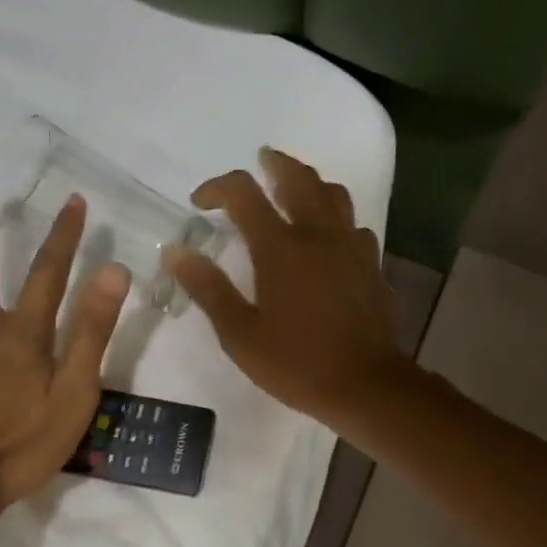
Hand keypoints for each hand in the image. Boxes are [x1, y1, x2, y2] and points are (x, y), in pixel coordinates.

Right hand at [164, 147, 408, 429]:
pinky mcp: (371, 265)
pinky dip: (335, 219)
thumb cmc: (296, 363)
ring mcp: (351, 248)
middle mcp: (318, 235)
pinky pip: (353, 226)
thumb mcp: (240, 334)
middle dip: (274, 164)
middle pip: (298, 177)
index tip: (200, 202)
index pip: (244, 193)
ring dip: (309, 183)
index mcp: (280, 248)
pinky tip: (328, 237)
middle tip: (261, 160)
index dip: (218, 187)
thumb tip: (175, 253)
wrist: (365, 385)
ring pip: (333, 194)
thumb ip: (208, 289)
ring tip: (293, 190)